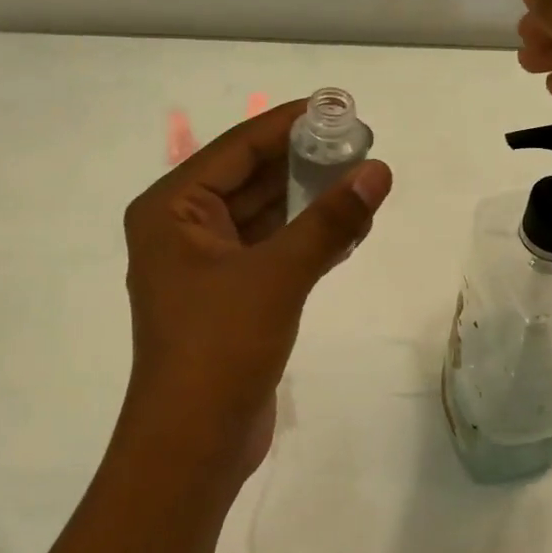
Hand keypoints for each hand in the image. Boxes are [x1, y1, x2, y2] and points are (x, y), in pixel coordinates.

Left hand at [117, 99, 391, 484]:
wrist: (194, 446)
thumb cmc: (220, 347)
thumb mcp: (278, 275)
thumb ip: (330, 220)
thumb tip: (379, 171)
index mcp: (172, 209)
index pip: (238, 148)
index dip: (288, 124)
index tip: (338, 106)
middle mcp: (183, 228)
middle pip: (251, 177)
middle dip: (304, 161)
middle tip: (360, 143)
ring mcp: (206, 264)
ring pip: (264, 214)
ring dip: (310, 199)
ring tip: (364, 179)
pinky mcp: (230, 294)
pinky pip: (272, 247)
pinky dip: (307, 235)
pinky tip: (349, 225)